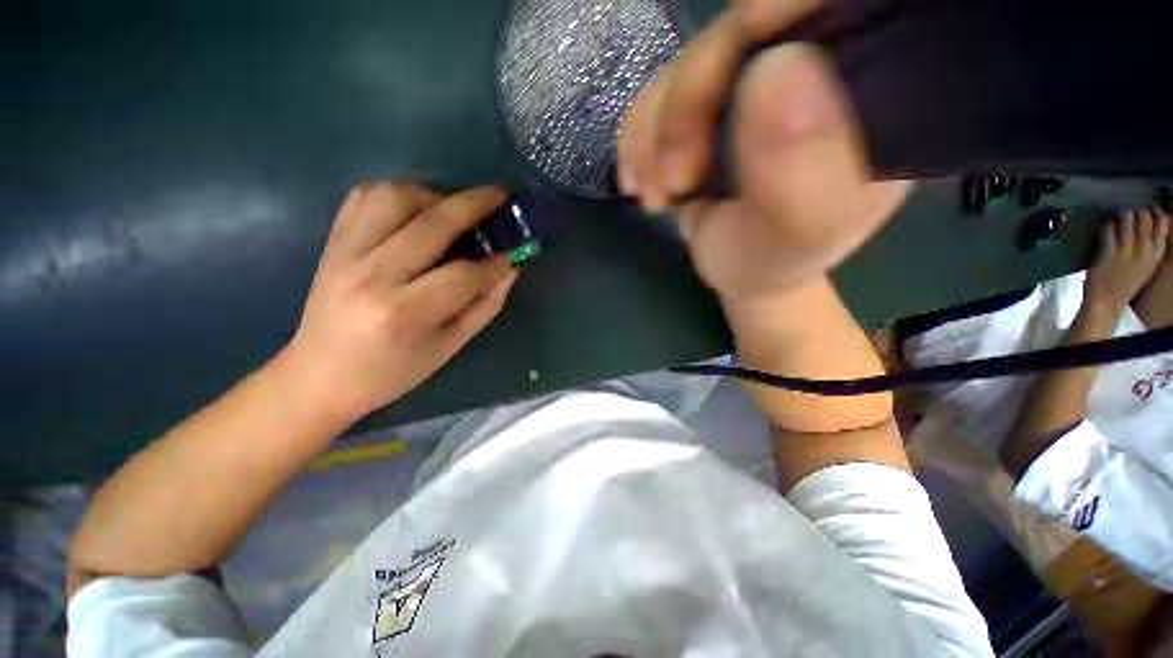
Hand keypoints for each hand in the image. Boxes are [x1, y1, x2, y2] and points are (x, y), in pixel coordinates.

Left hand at [283, 182, 518, 422]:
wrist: (319, 375)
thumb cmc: (391, 372)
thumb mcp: (448, 347)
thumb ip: (485, 305)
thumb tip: (511, 268)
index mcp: (403, 313)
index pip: (464, 274)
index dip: (495, 263)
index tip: (512, 255)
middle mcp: (371, 275)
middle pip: (433, 222)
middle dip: (476, 205)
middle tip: (500, 198)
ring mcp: (345, 252)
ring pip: (396, 196)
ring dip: (434, 195)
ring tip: (453, 211)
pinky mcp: (331, 241)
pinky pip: (364, 196)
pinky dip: (397, 193)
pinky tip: (416, 211)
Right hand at [618, 1, 907, 312]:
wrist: (741, 273)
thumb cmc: (776, 261)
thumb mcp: (801, 231)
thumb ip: (804, 167)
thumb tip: (774, 68)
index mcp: (870, 88)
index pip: (830, 6)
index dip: (771, 16)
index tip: (725, 68)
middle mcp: (816, 68)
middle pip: (737, 33)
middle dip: (685, 107)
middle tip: (674, 179)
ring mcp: (755, 82)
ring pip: (685, 64)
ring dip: (654, 135)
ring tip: (657, 194)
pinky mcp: (710, 104)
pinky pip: (658, 93)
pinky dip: (639, 139)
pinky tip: (642, 180)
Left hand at [1084, 205, 1169, 316]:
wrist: (1107, 302)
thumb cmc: (1126, 283)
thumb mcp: (1147, 265)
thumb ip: (1150, 247)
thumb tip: (1150, 224)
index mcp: (1156, 254)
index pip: (1163, 223)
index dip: (1156, 210)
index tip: (1149, 206)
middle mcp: (1145, 250)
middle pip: (1145, 218)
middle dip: (1138, 209)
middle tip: (1131, 207)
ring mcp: (1127, 251)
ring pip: (1128, 219)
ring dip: (1123, 213)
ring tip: (1119, 213)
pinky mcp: (1109, 252)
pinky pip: (1110, 229)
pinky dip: (1108, 223)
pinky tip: (1107, 224)